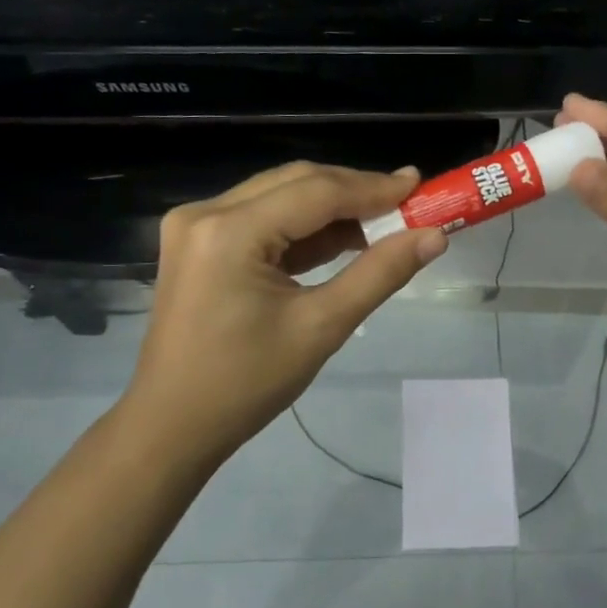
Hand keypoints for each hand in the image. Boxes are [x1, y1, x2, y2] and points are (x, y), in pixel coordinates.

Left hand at [122, 162, 447, 476]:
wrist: (173, 425)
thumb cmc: (247, 383)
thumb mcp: (321, 327)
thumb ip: (379, 274)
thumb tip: (433, 237)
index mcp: (230, 231)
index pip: (316, 192)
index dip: (374, 188)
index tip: (421, 186)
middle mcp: (206, 212)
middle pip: (296, 183)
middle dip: (354, 192)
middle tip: (407, 201)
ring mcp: (196, 225)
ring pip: (280, 195)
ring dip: (331, 207)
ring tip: (384, 221)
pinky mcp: (198, 241)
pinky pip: (261, 218)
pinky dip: (303, 227)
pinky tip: (342, 239)